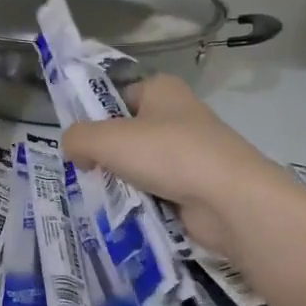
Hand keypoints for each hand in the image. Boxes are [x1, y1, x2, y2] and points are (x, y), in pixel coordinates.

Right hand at [61, 76, 292, 259]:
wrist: (230, 200)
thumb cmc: (168, 154)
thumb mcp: (107, 139)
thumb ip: (78, 138)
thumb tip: (74, 151)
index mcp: (161, 89)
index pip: (116, 97)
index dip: (94, 118)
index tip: (78, 145)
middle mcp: (178, 115)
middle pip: (127, 135)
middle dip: (106, 156)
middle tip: (86, 175)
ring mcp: (191, 153)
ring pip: (140, 166)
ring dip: (122, 183)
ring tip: (104, 199)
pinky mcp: (197, 186)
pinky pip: (157, 192)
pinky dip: (142, 203)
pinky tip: (128, 215)